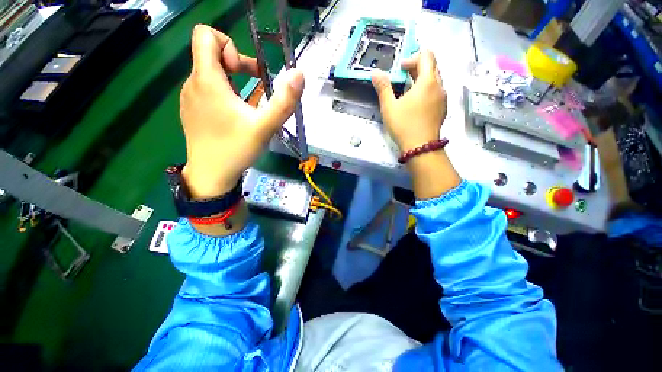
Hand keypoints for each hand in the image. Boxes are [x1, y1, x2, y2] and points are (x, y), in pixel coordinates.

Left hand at [180, 25, 304, 198]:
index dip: (229, 46)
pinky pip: (206, 89)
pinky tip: (234, 115)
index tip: (244, 72)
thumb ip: (283, 101)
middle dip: (237, 64)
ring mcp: (189, 97)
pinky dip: (223, 93)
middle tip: (255, 88)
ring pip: (209, 72)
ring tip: (247, 105)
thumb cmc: (236, 149)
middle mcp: (193, 83)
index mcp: (207, 80)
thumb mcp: (265, 127)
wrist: (211, 175)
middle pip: (210, 54)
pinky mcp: (191, 110)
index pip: (205, 35)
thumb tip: (299, 74)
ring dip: (232, 80)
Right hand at [371, 50, 459, 198]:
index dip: (412, 58)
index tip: (400, 69)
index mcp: (428, 82)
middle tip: (403, 77)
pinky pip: (436, 93)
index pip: (427, 56)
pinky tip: (415, 104)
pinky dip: (426, 91)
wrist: (421, 147)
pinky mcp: (442, 110)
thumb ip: (383, 88)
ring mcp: (443, 99)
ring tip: (407, 91)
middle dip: (417, 68)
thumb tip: (375, 72)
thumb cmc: (404, 125)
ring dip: (422, 80)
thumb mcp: (389, 107)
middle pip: (432, 67)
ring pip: (435, 81)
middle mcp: (439, 87)